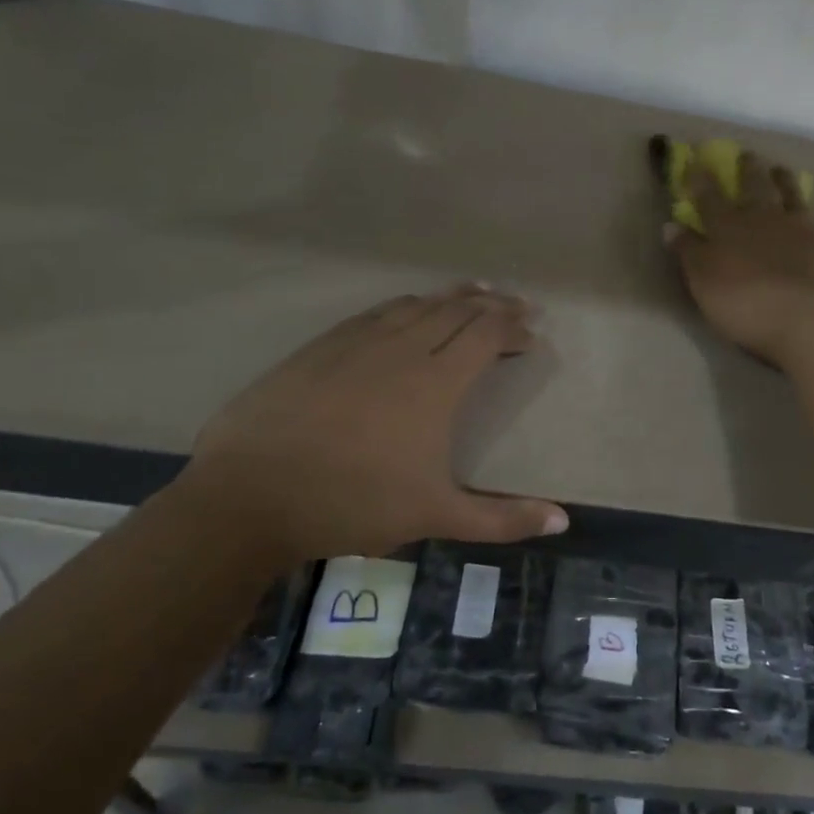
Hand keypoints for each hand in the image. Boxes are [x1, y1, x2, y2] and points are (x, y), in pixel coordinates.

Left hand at [176, 286, 567, 565]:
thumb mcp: (436, 516)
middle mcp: (402, 349)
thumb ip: (502, 519)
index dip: (513, 328)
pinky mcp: (320, 347)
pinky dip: (404, 305)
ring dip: (450, 296)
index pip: (486, 335)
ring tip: (473, 292)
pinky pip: (375, 312)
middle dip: (492, 304)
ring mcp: (357, 343)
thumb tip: (563, 522)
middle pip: (456, 310)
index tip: (532, 332)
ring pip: (416, 305)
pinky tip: (406, 309)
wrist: (250, 495)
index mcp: (435, 382)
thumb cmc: (353, 504)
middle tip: (515, 302)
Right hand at [666, 150, 813, 367]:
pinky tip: (806, 207)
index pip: (708, 196)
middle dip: (746, 169)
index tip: (693, 160)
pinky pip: (810, 215)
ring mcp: (793, 226)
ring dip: (781, 179)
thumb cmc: (741, 304)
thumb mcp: (702, 281)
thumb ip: (687, 251)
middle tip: (745, 154)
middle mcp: (759, 217)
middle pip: (752, 186)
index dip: (699, 178)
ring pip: (786, 193)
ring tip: (778, 169)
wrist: (799, 318)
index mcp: (726, 226)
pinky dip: (804, 206)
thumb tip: (670, 225)